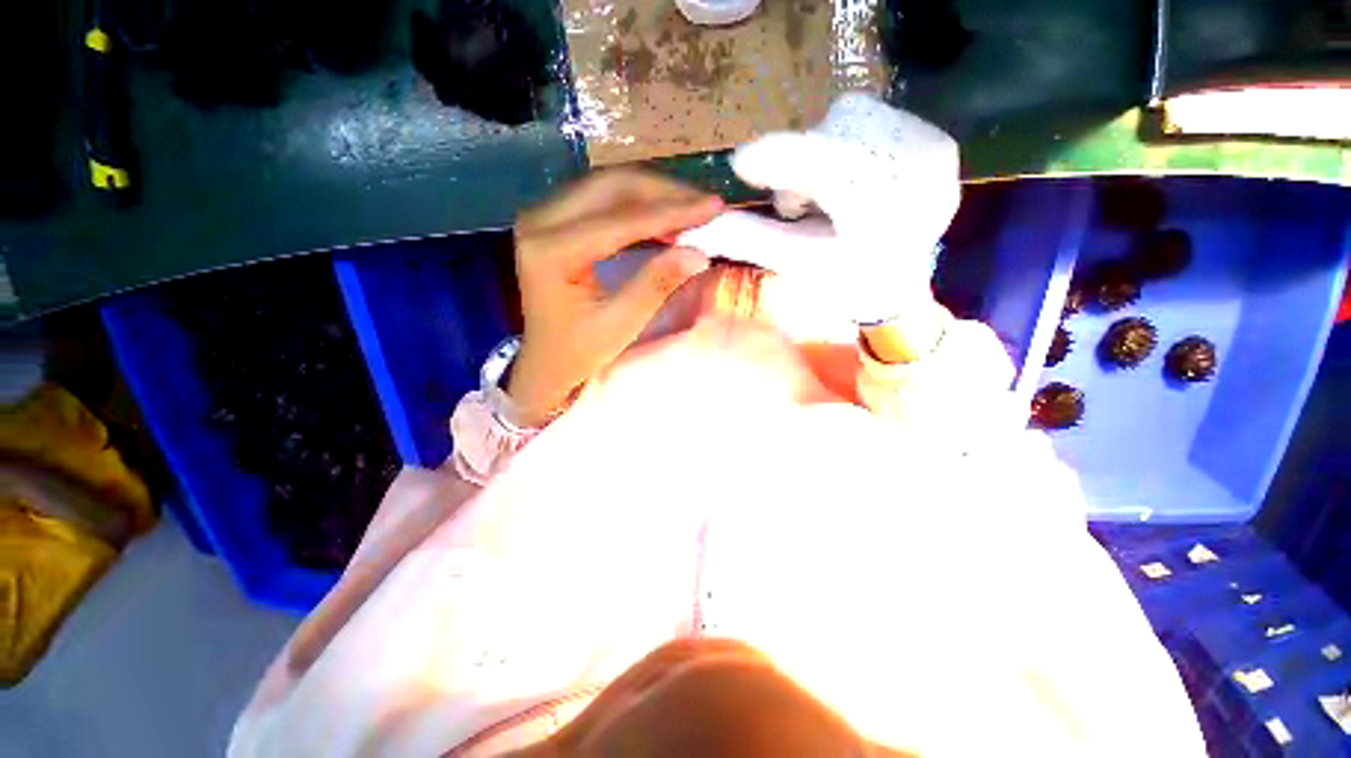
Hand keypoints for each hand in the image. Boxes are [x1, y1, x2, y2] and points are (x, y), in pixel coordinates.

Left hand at [507, 170, 723, 426]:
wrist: (545, 359)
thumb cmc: (578, 351)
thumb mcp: (620, 324)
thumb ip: (656, 284)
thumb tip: (699, 253)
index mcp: (550, 251)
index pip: (621, 220)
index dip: (671, 212)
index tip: (714, 207)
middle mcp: (540, 220)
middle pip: (612, 187)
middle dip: (665, 193)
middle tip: (707, 205)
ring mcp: (543, 214)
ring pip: (609, 186)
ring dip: (654, 194)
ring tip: (693, 209)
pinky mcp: (554, 218)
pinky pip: (602, 198)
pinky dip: (638, 203)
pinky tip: (664, 216)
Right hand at [678, 94, 959, 325]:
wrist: (899, 288)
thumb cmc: (842, 285)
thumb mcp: (792, 263)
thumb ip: (746, 239)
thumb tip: (692, 228)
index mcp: (880, 219)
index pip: (823, 169)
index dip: (778, 160)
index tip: (742, 165)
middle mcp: (918, 178)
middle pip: (835, 136)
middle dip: (801, 164)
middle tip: (799, 203)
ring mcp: (935, 155)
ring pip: (853, 118)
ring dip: (822, 149)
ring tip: (826, 192)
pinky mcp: (941, 142)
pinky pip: (877, 117)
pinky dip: (847, 140)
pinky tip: (850, 176)